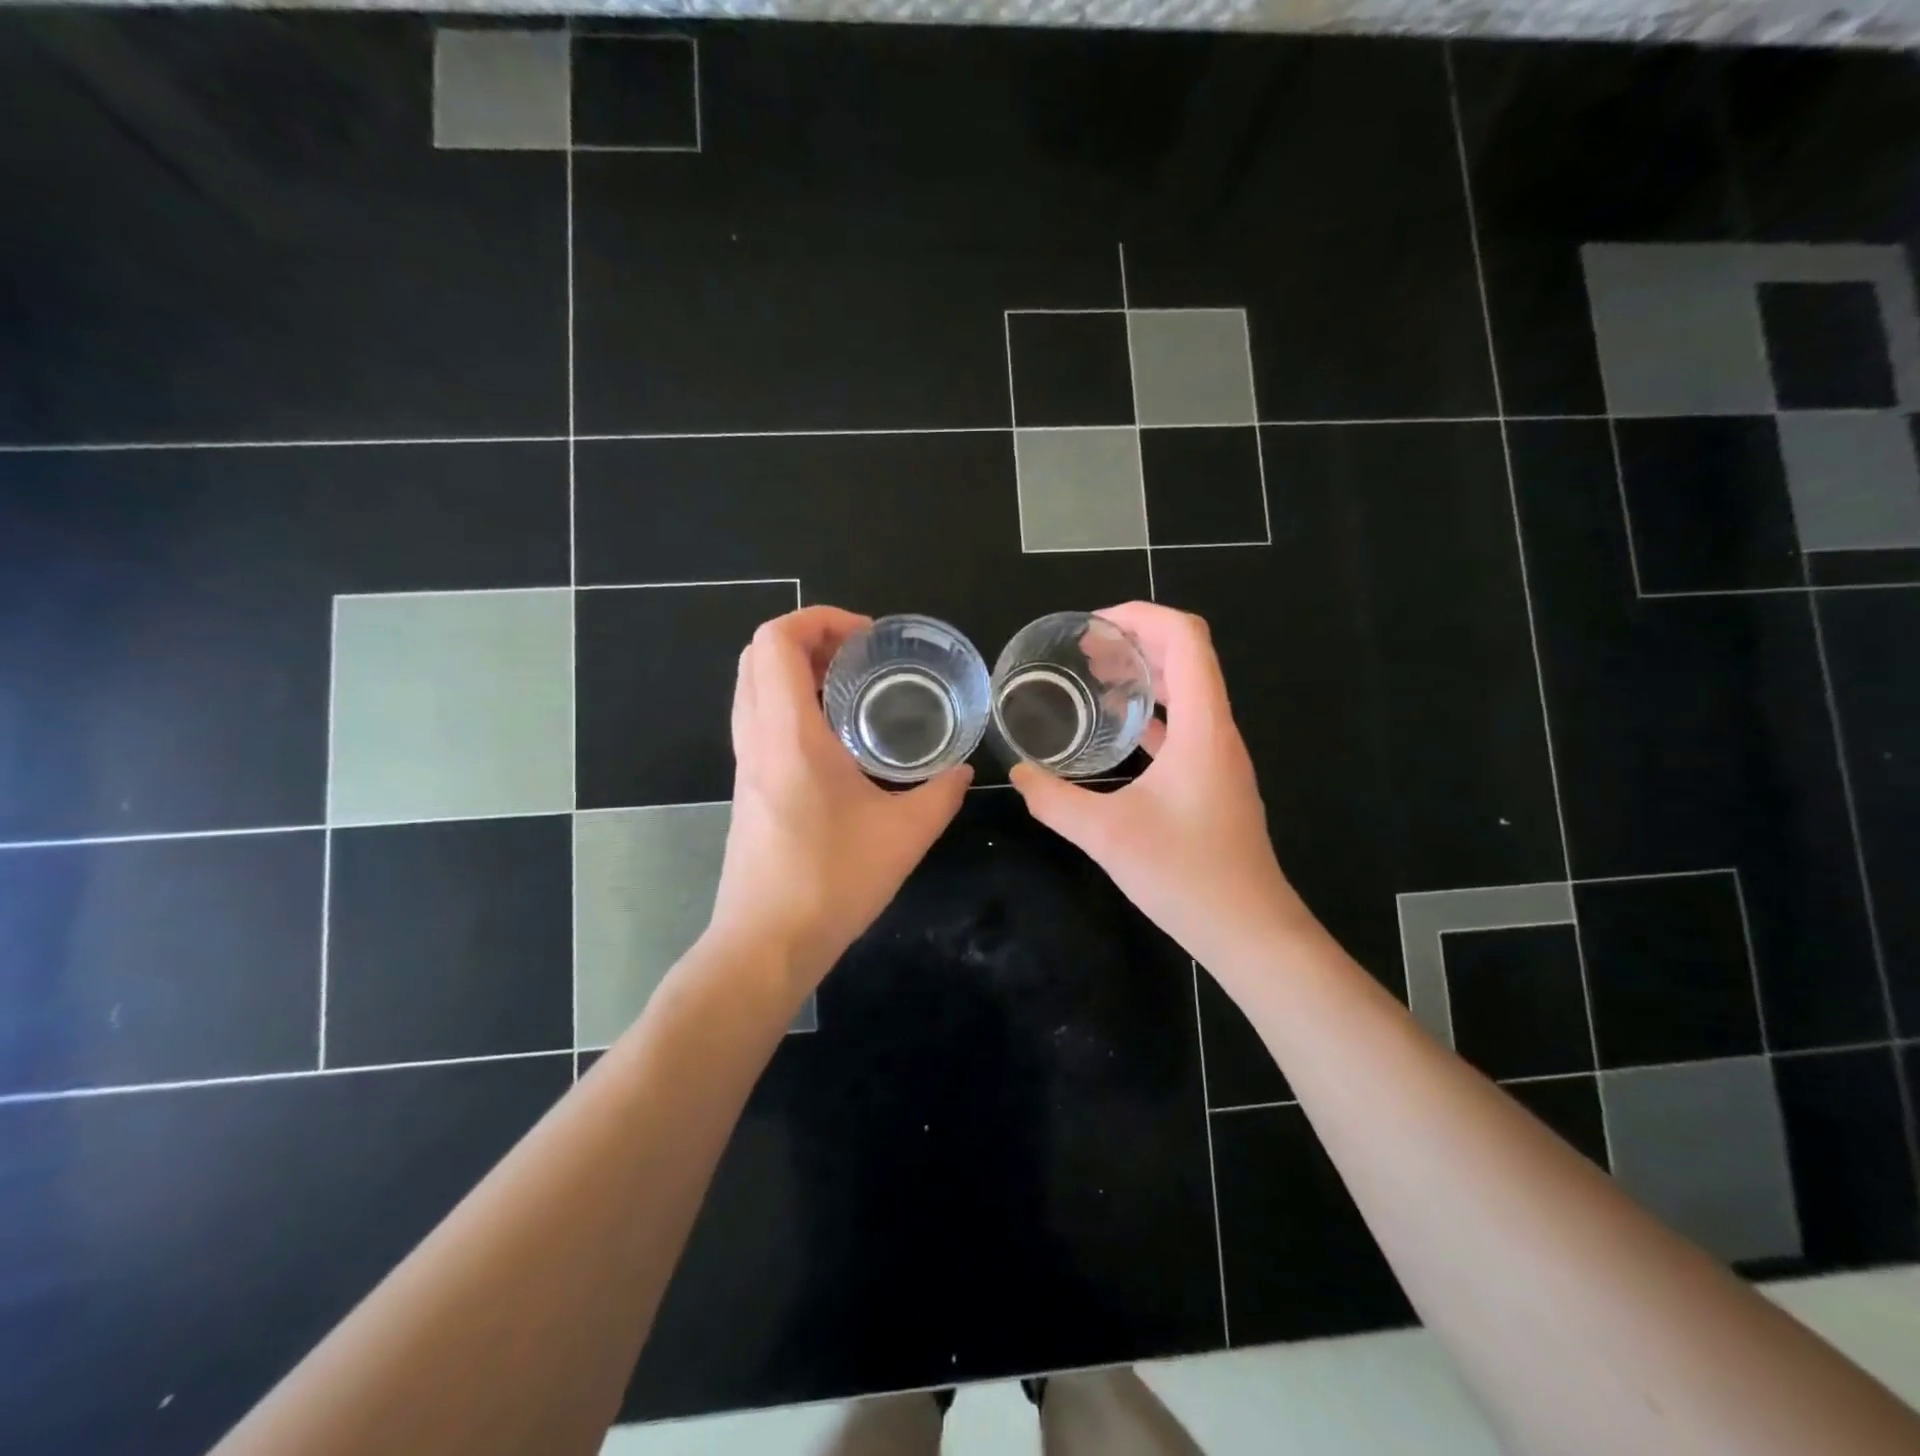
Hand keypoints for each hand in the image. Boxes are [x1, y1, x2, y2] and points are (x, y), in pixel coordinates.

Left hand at [709, 606, 971, 987]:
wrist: (766, 944)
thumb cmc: (832, 882)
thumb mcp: (904, 835)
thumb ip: (941, 794)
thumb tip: (964, 772)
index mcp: (789, 734)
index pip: (777, 640)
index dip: (818, 619)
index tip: (867, 638)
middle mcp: (757, 737)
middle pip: (758, 654)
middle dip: (808, 638)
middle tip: (861, 657)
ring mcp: (745, 763)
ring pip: (753, 686)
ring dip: (796, 670)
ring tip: (851, 688)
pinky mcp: (747, 787)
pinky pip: (758, 719)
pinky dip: (789, 703)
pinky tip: (835, 737)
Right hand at [1009, 603, 1304, 970]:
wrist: (1248, 929)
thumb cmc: (1185, 875)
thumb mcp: (1106, 835)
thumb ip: (1054, 800)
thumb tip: (1018, 774)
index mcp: (1201, 726)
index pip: (1186, 638)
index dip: (1142, 616)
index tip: (1094, 626)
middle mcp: (1217, 731)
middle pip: (1187, 657)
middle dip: (1136, 641)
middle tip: (1085, 651)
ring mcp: (1219, 757)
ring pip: (1188, 691)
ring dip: (1145, 675)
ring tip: (1096, 679)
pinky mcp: (1214, 781)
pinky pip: (1184, 725)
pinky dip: (1151, 712)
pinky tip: (1117, 731)